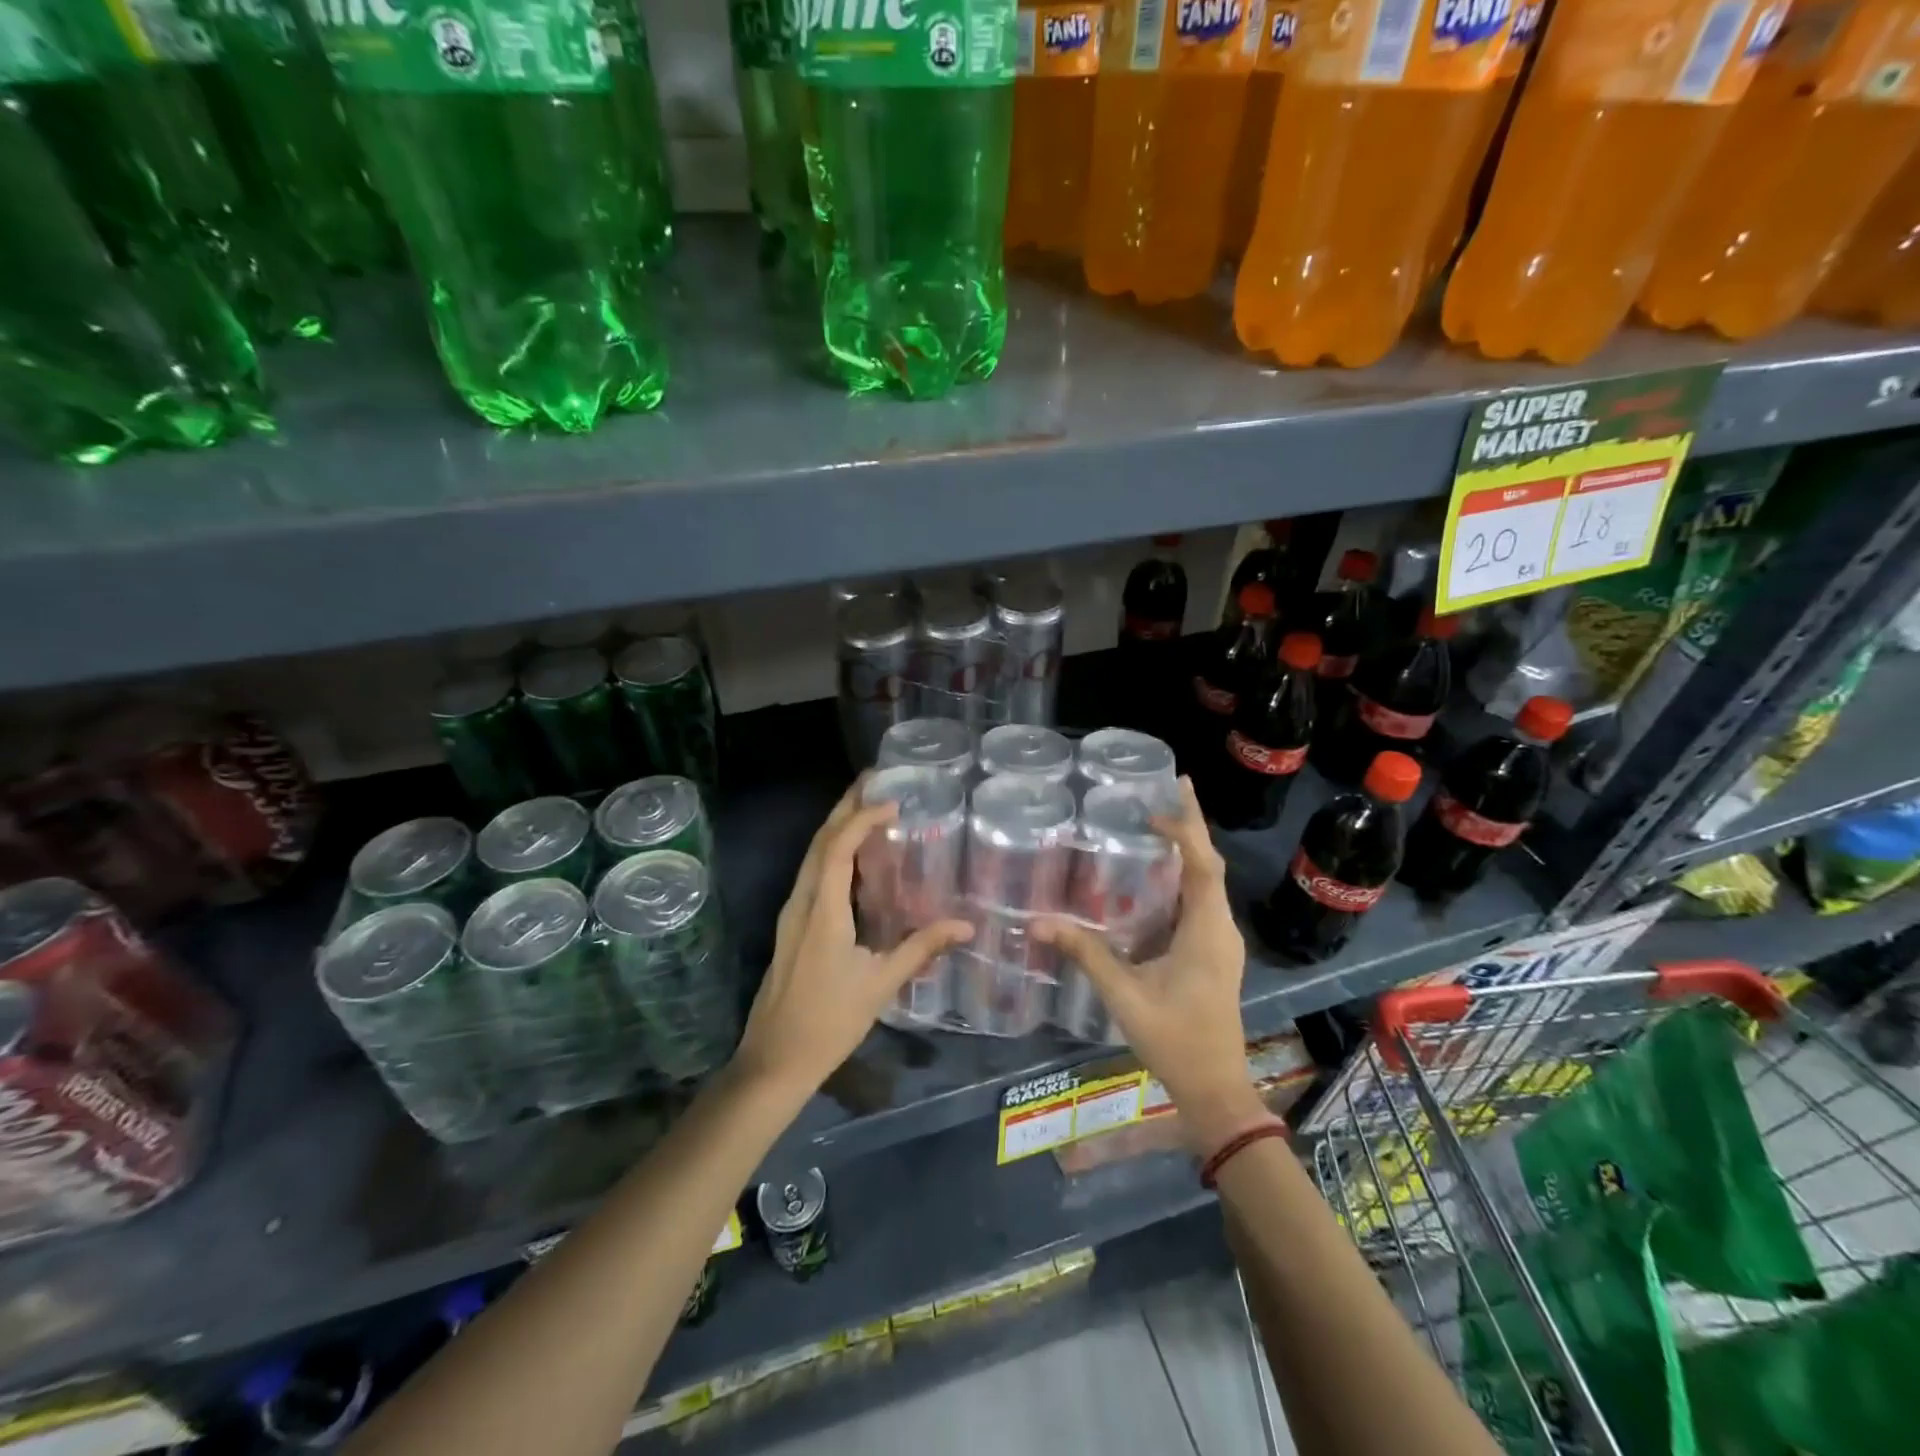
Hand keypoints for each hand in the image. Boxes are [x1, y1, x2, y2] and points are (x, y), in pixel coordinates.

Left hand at [732, 780, 972, 1097]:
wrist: (774, 1061)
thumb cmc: (829, 1022)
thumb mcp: (880, 984)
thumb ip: (921, 949)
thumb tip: (965, 925)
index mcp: (822, 911)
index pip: (837, 848)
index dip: (861, 818)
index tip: (892, 801)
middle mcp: (801, 902)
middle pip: (819, 842)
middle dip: (844, 807)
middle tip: (872, 781)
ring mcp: (791, 914)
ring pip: (810, 856)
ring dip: (836, 827)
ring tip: (865, 808)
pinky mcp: (791, 926)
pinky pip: (811, 874)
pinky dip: (831, 852)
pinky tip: (852, 859)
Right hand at [1038, 777, 1267, 1151]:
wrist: (1215, 1088)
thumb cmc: (1175, 1039)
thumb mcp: (1124, 994)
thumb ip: (1085, 953)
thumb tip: (1037, 923)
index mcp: (1206, 930)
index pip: (1201, 865)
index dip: (1184, 830)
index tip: (1156, 806)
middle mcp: (1220, 927)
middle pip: (1208, 864)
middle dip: (1192, 826)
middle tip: (1171, 789)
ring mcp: (1220, 940)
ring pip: (1207, 882)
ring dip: (1189, 850)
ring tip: (1161, 821)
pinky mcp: (1214, 953)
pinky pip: (1201, 901)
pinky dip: (1184, 877)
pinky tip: (1158, 876)